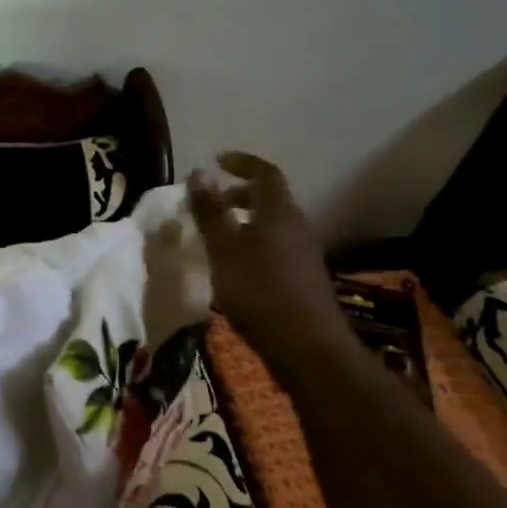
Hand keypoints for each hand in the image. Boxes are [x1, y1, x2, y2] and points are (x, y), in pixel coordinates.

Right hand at [188, 151, 348, 358]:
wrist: (306, 347)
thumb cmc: (259, 291)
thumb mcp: (224, 249)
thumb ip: (211, 211)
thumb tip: (200, 172)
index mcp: (278, 213)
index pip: (265, 173)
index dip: (242, 163)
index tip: (217, 160)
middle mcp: (296, 227)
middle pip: (270, 199)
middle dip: (240, 194)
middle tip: (211, 203)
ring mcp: (304, 254)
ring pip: (272, 226)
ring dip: (246, 222)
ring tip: (217, 237)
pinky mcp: (303, 279)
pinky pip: (276, 248)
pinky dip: (253, 245)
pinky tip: (235, 269)